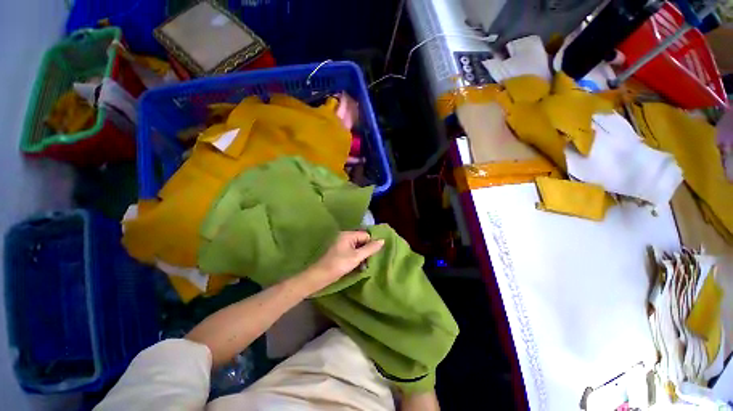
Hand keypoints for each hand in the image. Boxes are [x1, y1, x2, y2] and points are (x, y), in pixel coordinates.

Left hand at [299, 231, 384, 294]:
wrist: (319, 276)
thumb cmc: (339, 264)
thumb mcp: (357, 257)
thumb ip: (370, 248)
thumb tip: (382, 240)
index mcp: (348, 234)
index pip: (366, 235)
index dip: (370, 245)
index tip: (372, 256)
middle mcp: (344, 236)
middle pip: (361, 240)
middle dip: (366, 250)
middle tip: (368, 262)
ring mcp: (340, 244)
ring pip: (357, 247)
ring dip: (361, 256)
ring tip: (363, 266)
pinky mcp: (338, 252)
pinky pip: (351, 251)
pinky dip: (355, 257)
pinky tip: (357, 266)